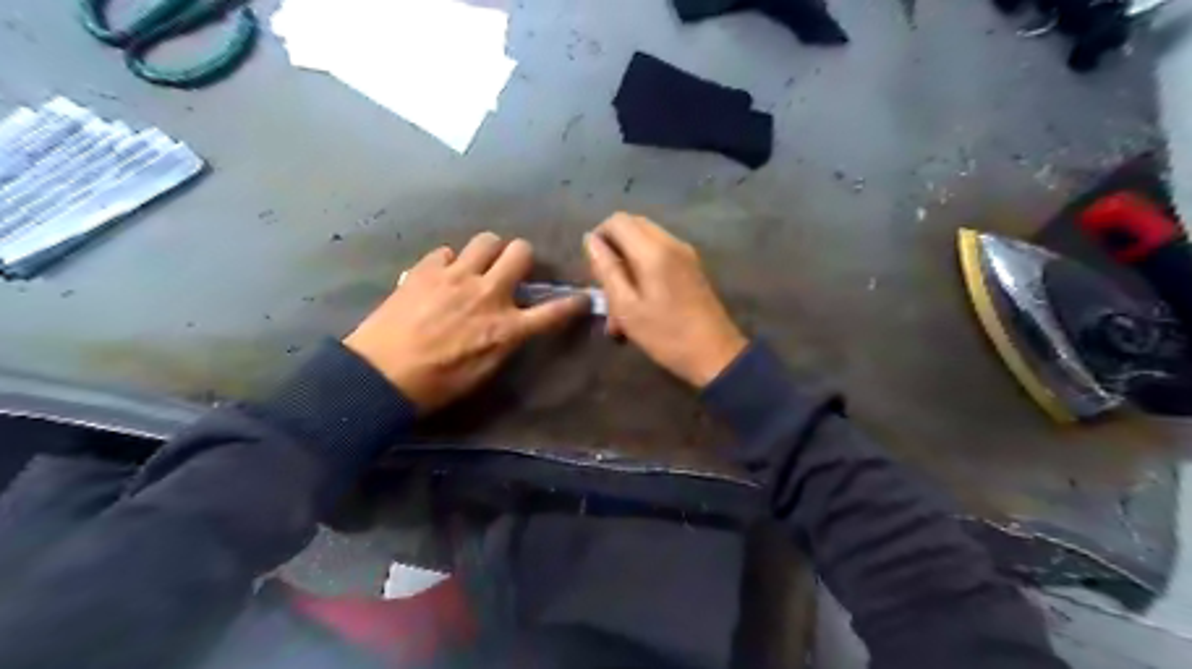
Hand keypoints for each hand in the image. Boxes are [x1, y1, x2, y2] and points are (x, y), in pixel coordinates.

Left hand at [342, 234, 588, 411]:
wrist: (382, 375)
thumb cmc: (438, 384)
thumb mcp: (485, 371)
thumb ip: (505, 341)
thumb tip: (512, 325)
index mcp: (507, 328)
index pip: (553, 312)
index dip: (572, 304)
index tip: (581, 298)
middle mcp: (489, 294)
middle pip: (520, 252)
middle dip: (522, 257)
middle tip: (511, 269)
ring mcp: (457, 277)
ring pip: (487, 239)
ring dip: (489, 250)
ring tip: (477, 264)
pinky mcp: (427, 269)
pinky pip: (448, 250)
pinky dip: (450, 261)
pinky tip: (441, 276)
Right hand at [585, 214, 741, 390]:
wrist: (716, 355)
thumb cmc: (667, 335)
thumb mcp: (627, 308)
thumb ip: (607, 270)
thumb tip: (590, 240)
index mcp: (653, 250)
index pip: (617, 220)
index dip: (599, 237)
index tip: (593, 269)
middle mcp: (671, 242)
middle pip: (633, 226)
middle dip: (614, 249)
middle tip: (606, 285)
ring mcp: (685, 254)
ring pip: (646, 242)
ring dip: (628, 263)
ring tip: (621, 302)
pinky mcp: (692, 267)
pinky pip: (661, 254)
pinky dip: (644, 269)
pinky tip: (641, 302)